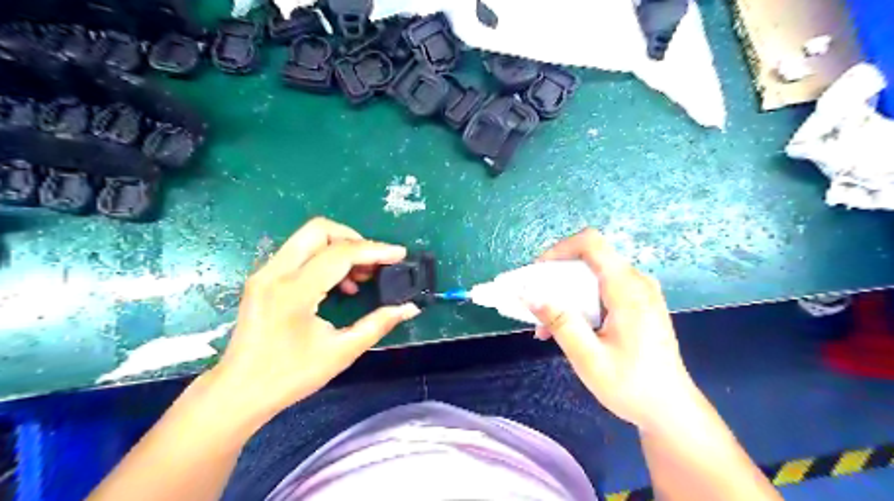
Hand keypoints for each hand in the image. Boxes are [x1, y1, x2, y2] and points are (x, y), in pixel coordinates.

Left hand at [208, 217, 421, 424]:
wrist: (238, 392)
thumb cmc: (289, 376)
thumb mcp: (341, 352)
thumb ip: (378, 324)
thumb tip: (409, 308)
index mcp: (294, 291)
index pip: (340, 253)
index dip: (375, 250)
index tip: (400, 254)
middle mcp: (275, 273)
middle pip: (319, 229)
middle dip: (354, 239)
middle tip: (375, 262)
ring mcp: (265, 273)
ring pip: (308, 238)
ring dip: (340, 248)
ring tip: (361, 276)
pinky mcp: (263, 278)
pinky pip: (300, 253)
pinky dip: (325, 258)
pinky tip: (340, 285)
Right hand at [526, 228, 702, 431]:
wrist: (671, 409)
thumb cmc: (632, 386)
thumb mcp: (589, 358)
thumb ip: (561, 323)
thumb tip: (531, 296)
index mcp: (627, 290)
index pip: (591, 243)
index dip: (559, 249)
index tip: (538, 272)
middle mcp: (636, 282)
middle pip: (589, 259)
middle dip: (556, 277)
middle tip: (536, 303)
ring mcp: (639, 292)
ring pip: (592, 275)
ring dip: (565, 293)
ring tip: (546, 325)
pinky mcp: (638, 303)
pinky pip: (602, 289)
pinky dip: (580, 302)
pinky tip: (567, 328)